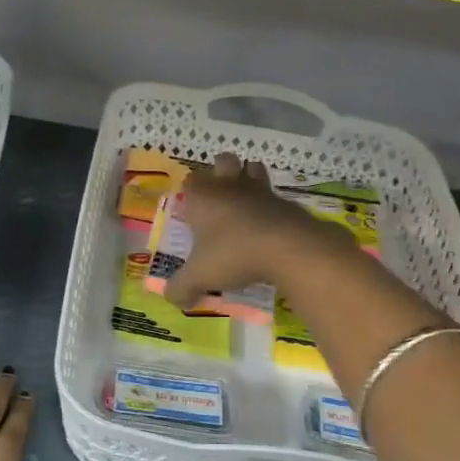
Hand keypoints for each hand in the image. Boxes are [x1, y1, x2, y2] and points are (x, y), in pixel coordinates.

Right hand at [164, 154, 356, 310]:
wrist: (287, 247)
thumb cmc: (233, 254)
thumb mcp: (199, 276)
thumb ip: (181, 287)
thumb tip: (172, 298)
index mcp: (203, 197)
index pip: (190, 180)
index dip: (190, 190)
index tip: (191, 207)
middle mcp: (230, 186)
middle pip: (223, 161)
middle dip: (220, 171)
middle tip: (219, 195)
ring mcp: (261, 191)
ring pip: (253, 168)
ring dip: (249, 177)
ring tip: (246, 200)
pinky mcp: (286, 202)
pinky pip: (275, 195)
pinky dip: (271, 205)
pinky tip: (269, 225)